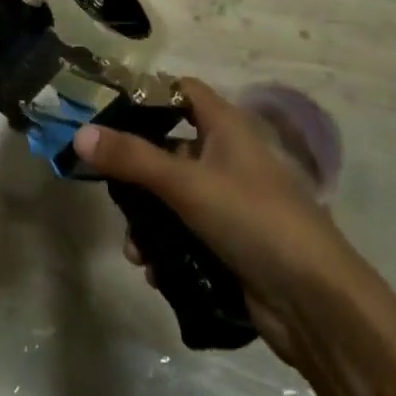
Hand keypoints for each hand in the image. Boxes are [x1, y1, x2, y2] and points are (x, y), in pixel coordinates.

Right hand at [72, 79, 388, 373]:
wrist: (317, 304)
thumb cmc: (253, 219)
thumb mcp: (186, 183)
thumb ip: (131, 158)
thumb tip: (79, 133)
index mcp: (227, 127)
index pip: (182, 90)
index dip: (148, 94)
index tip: (107, 112)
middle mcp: (229, 157)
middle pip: (170, 147)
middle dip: (137, 171)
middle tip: (107, 188)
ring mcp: (232, 202)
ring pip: (175, 197)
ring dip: (148, 221)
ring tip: (134, 251)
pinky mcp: (233, 243)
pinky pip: (188, 235)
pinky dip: (168, 250)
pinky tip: (155, 273)